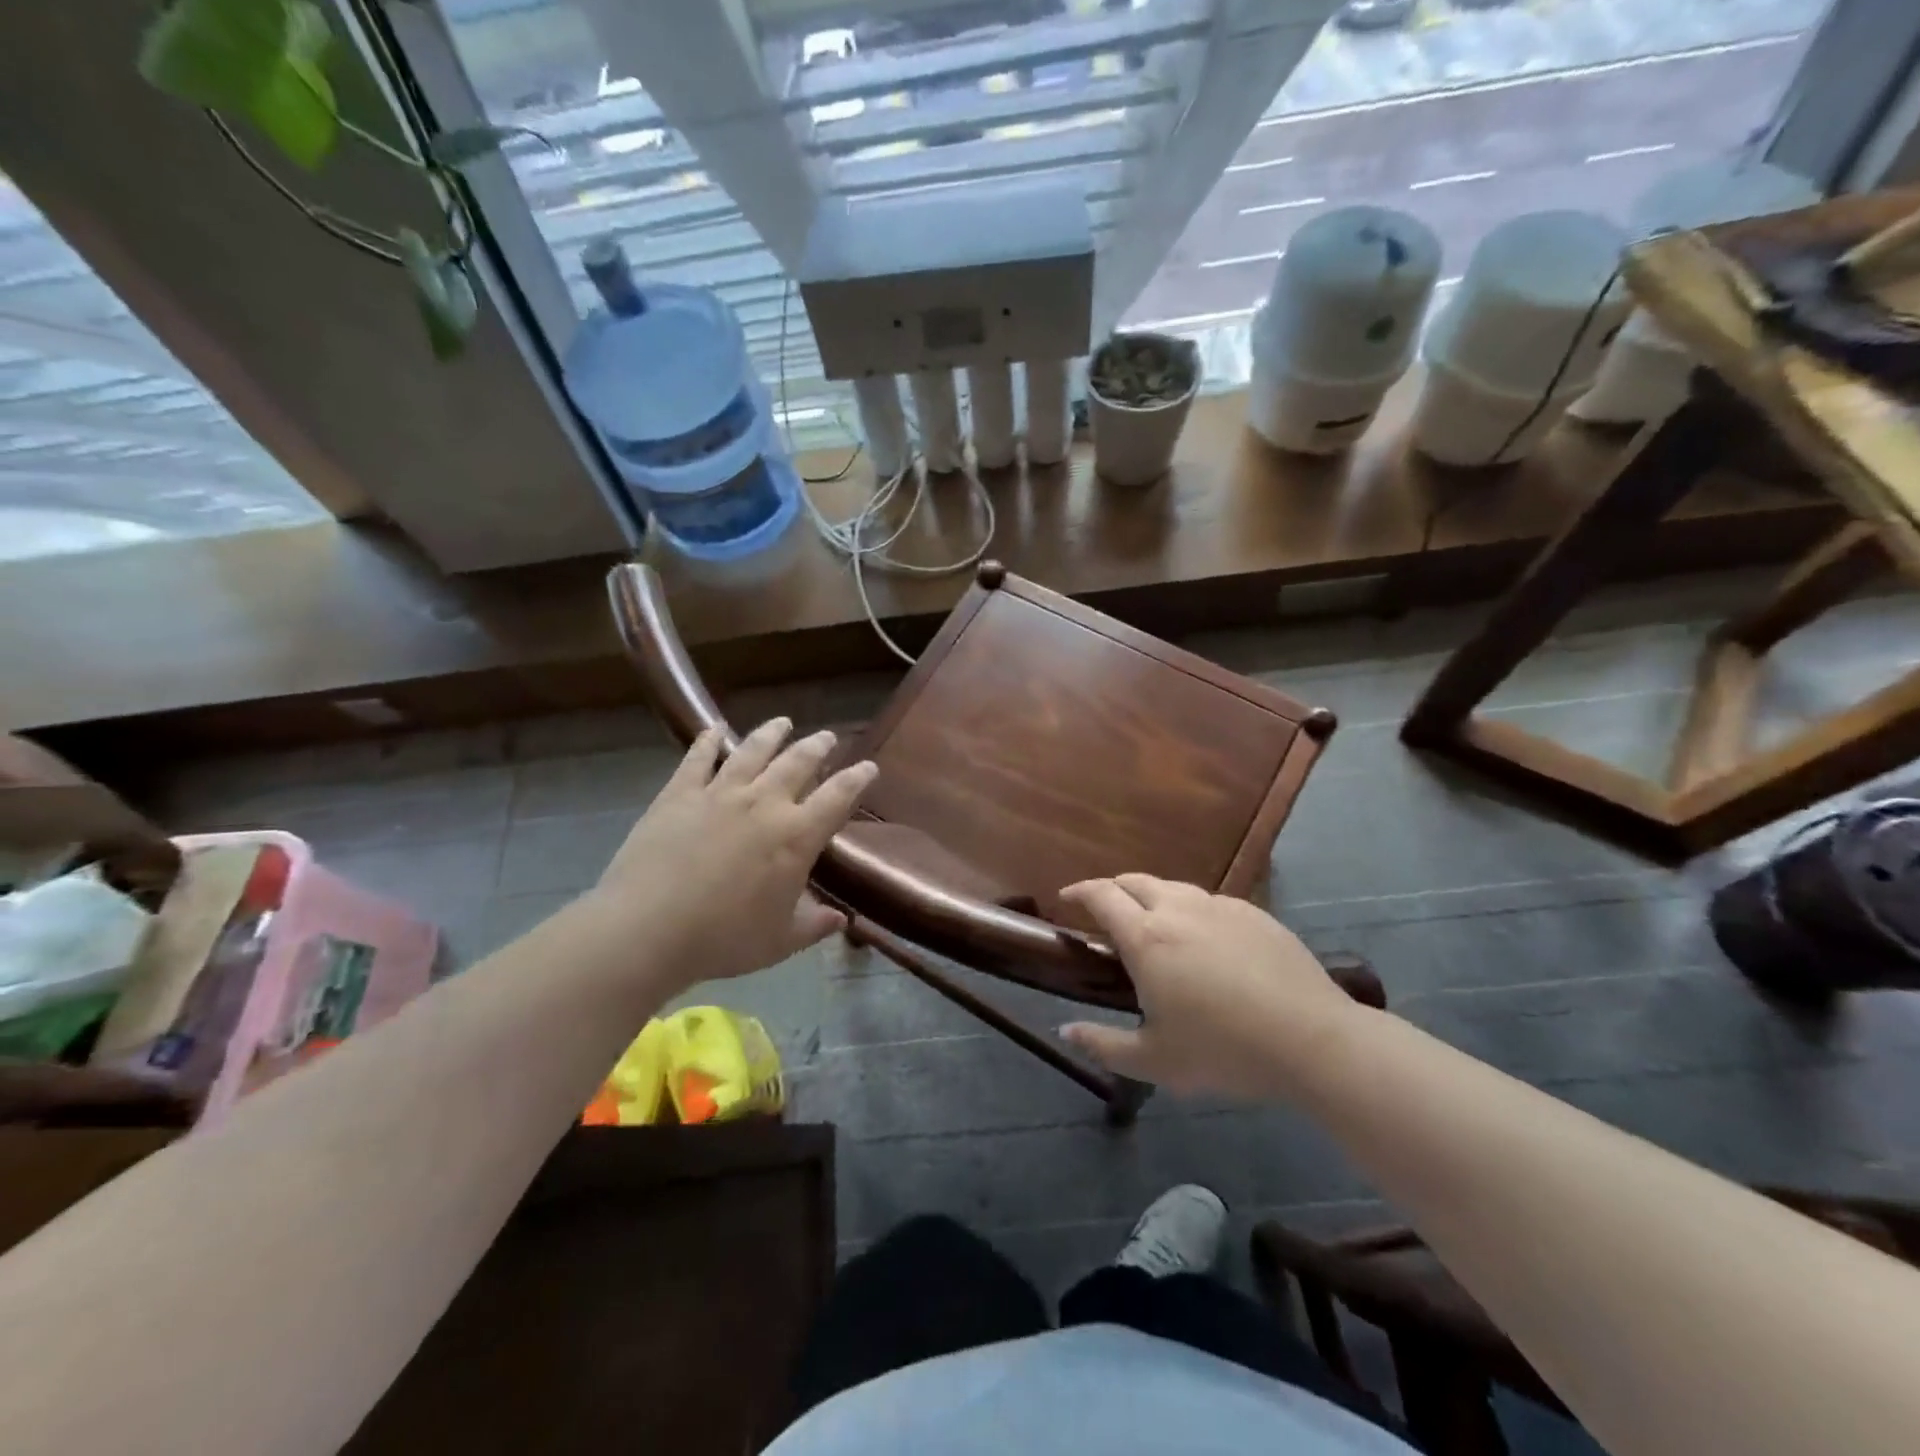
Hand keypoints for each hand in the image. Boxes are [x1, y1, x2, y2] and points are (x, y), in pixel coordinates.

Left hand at [592, 719, 875, 993]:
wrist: (648, 929)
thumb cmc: (724, 939)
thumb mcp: (780, 941)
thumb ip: (814, 925)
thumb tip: (842, 919)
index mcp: (797, 836)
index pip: (838, 797)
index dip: (857, 779)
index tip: (869, 766)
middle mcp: (764, 803)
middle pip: (798, 762)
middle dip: (818, 746)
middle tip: (828, 737)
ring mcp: (720, 793)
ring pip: (753, 750)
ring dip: (771, 733)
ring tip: (783, 722)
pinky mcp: (680, 794)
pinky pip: (698, 758)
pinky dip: (708, 740)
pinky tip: (714, 728)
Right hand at [1059, 875, 1360, 1101]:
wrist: (1312, 1040)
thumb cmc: (1223, 1050)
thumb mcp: (1155, 1061)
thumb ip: (1103, 1044)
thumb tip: (1065, 1031)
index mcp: (1146, 937)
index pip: (1101, 895)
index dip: (1079, 892)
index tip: (1065, 899)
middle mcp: (1178, 909)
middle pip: (1134, 881)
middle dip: (1112, 889)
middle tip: (1105, 913)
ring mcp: (1220, 906)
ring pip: (1173, 888)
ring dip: (1152, 898)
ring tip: (1154, 926)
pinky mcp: (1254, 913)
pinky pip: (1209, 902)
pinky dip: (1191, 911)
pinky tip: (1204, 942)